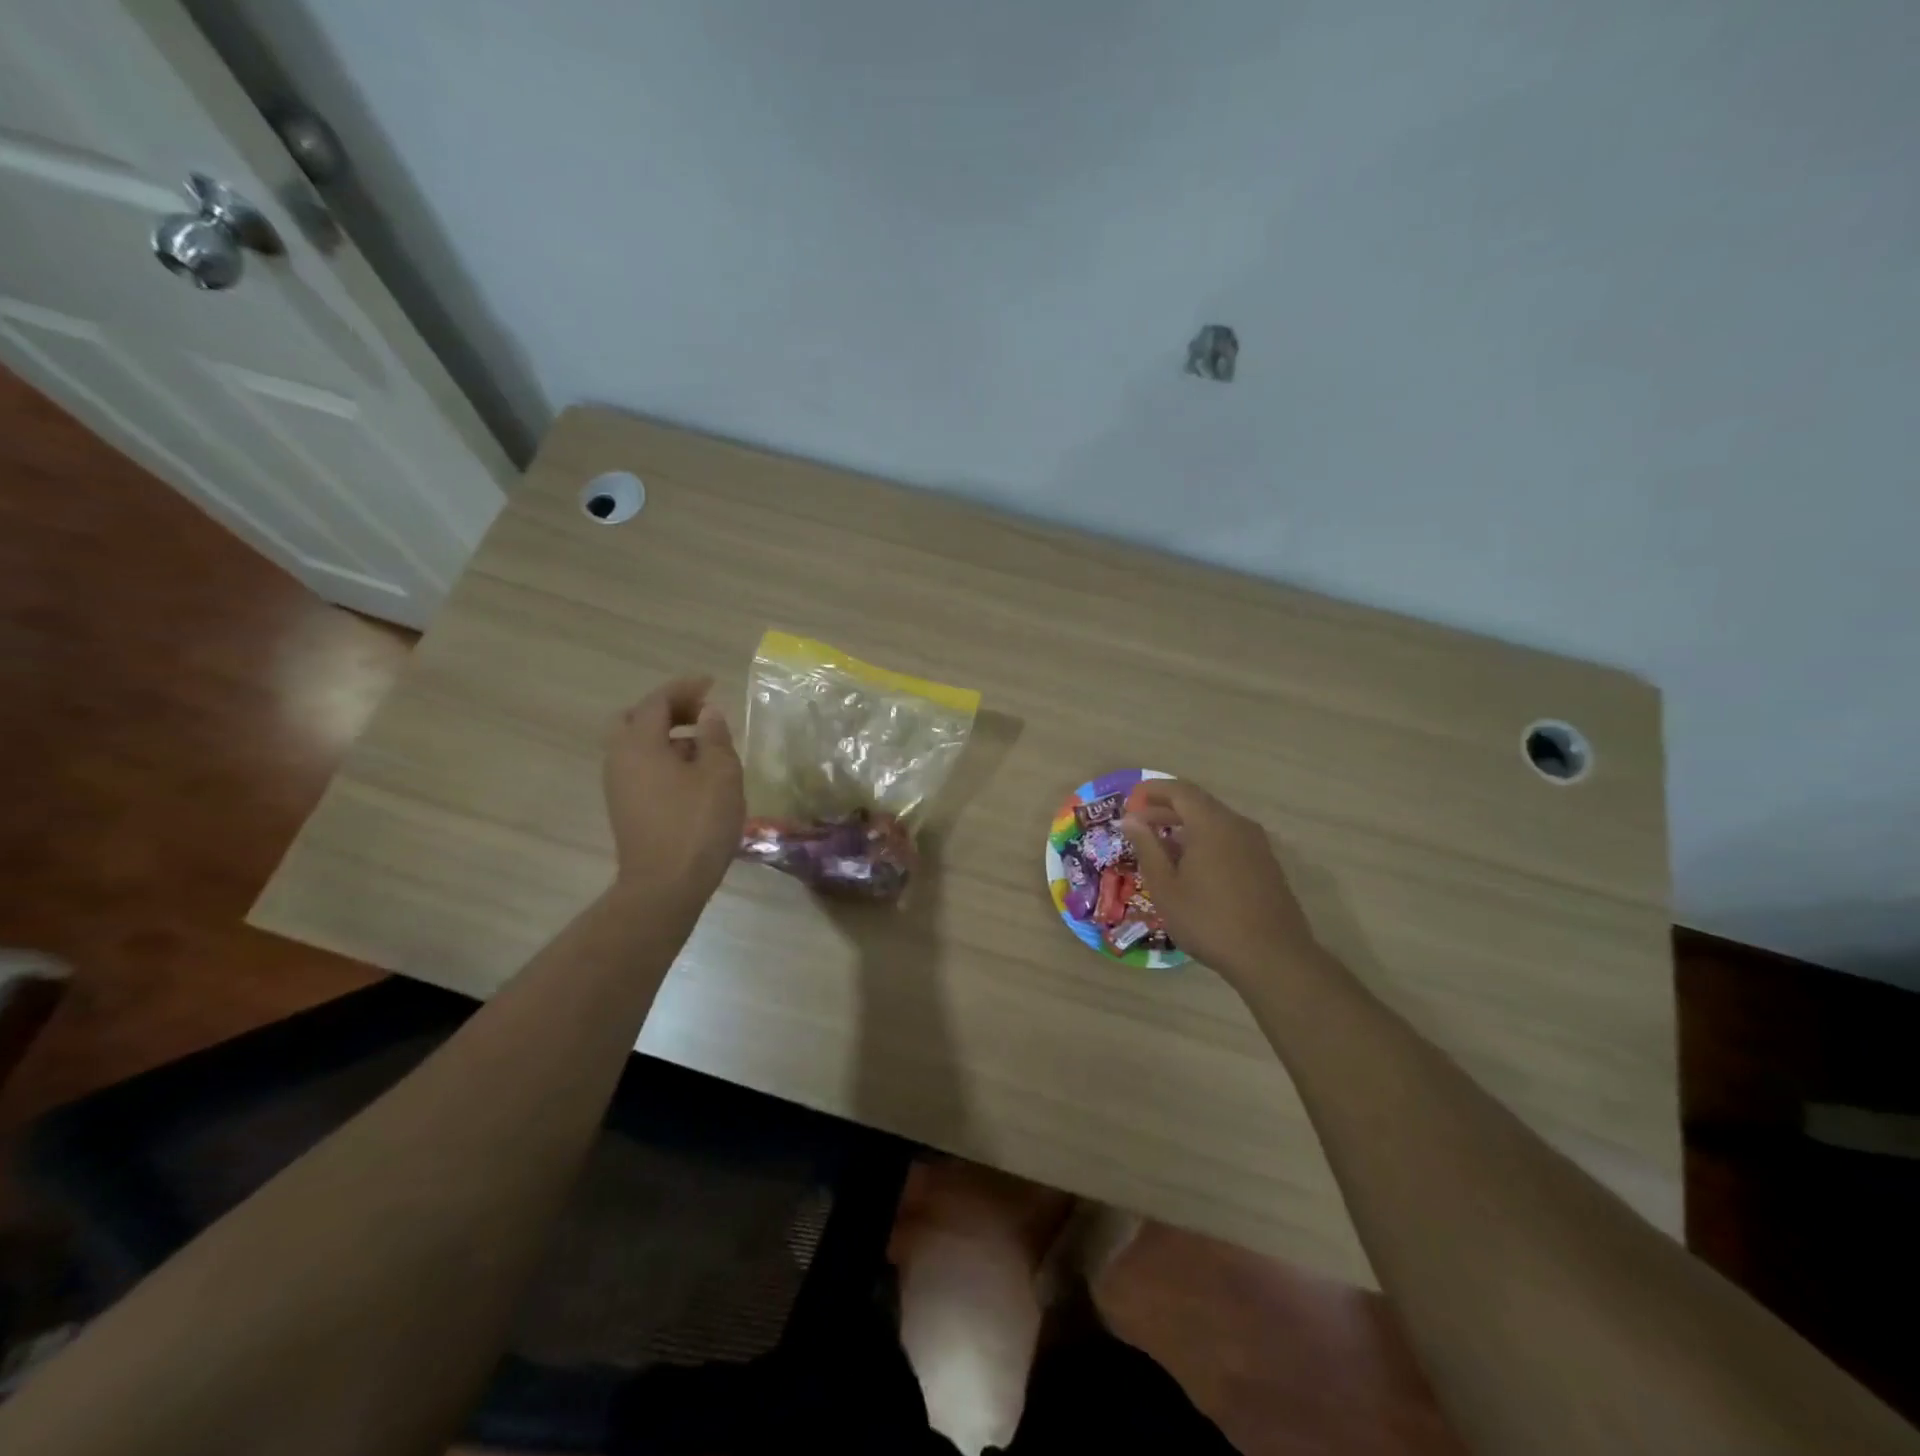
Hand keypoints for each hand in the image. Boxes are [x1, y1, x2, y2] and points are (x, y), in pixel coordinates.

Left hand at [603, 676, 744, 897]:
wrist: (665, 886)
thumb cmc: (696, 824)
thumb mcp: (720, 774)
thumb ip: (715, 737)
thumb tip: (708, 713)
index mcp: (639, 744)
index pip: (658, 701)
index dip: (685, 688)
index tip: (712, 683)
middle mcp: (620, 759)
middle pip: (636, 719)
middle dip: (668, 709)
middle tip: (701, 713)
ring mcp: (618, 786)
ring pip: (637, 745)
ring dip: (668, 736)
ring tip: (706, 746)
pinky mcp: (626, 807)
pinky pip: (641, 767)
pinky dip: (664, 757)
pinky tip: (694, 775)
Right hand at [1120, 779, 1321, 983]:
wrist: (1273, 957)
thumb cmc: (1209, 921)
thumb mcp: (1166, 887)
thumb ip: (1147, 847)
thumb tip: (1130, 820)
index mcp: (1211, 824)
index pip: (1180, 790)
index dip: (1153, 790)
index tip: (1131, 799)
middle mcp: (1237, 825)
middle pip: (1199, 804)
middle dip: (1167, 809)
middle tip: (1139, 823)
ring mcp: (1256, 844)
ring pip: (1215, 822)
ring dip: (1186, 827)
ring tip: (1161, 846)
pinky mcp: (1265, 864)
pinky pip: (1229, 839)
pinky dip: (1205, 841)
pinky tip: (1192, 866)